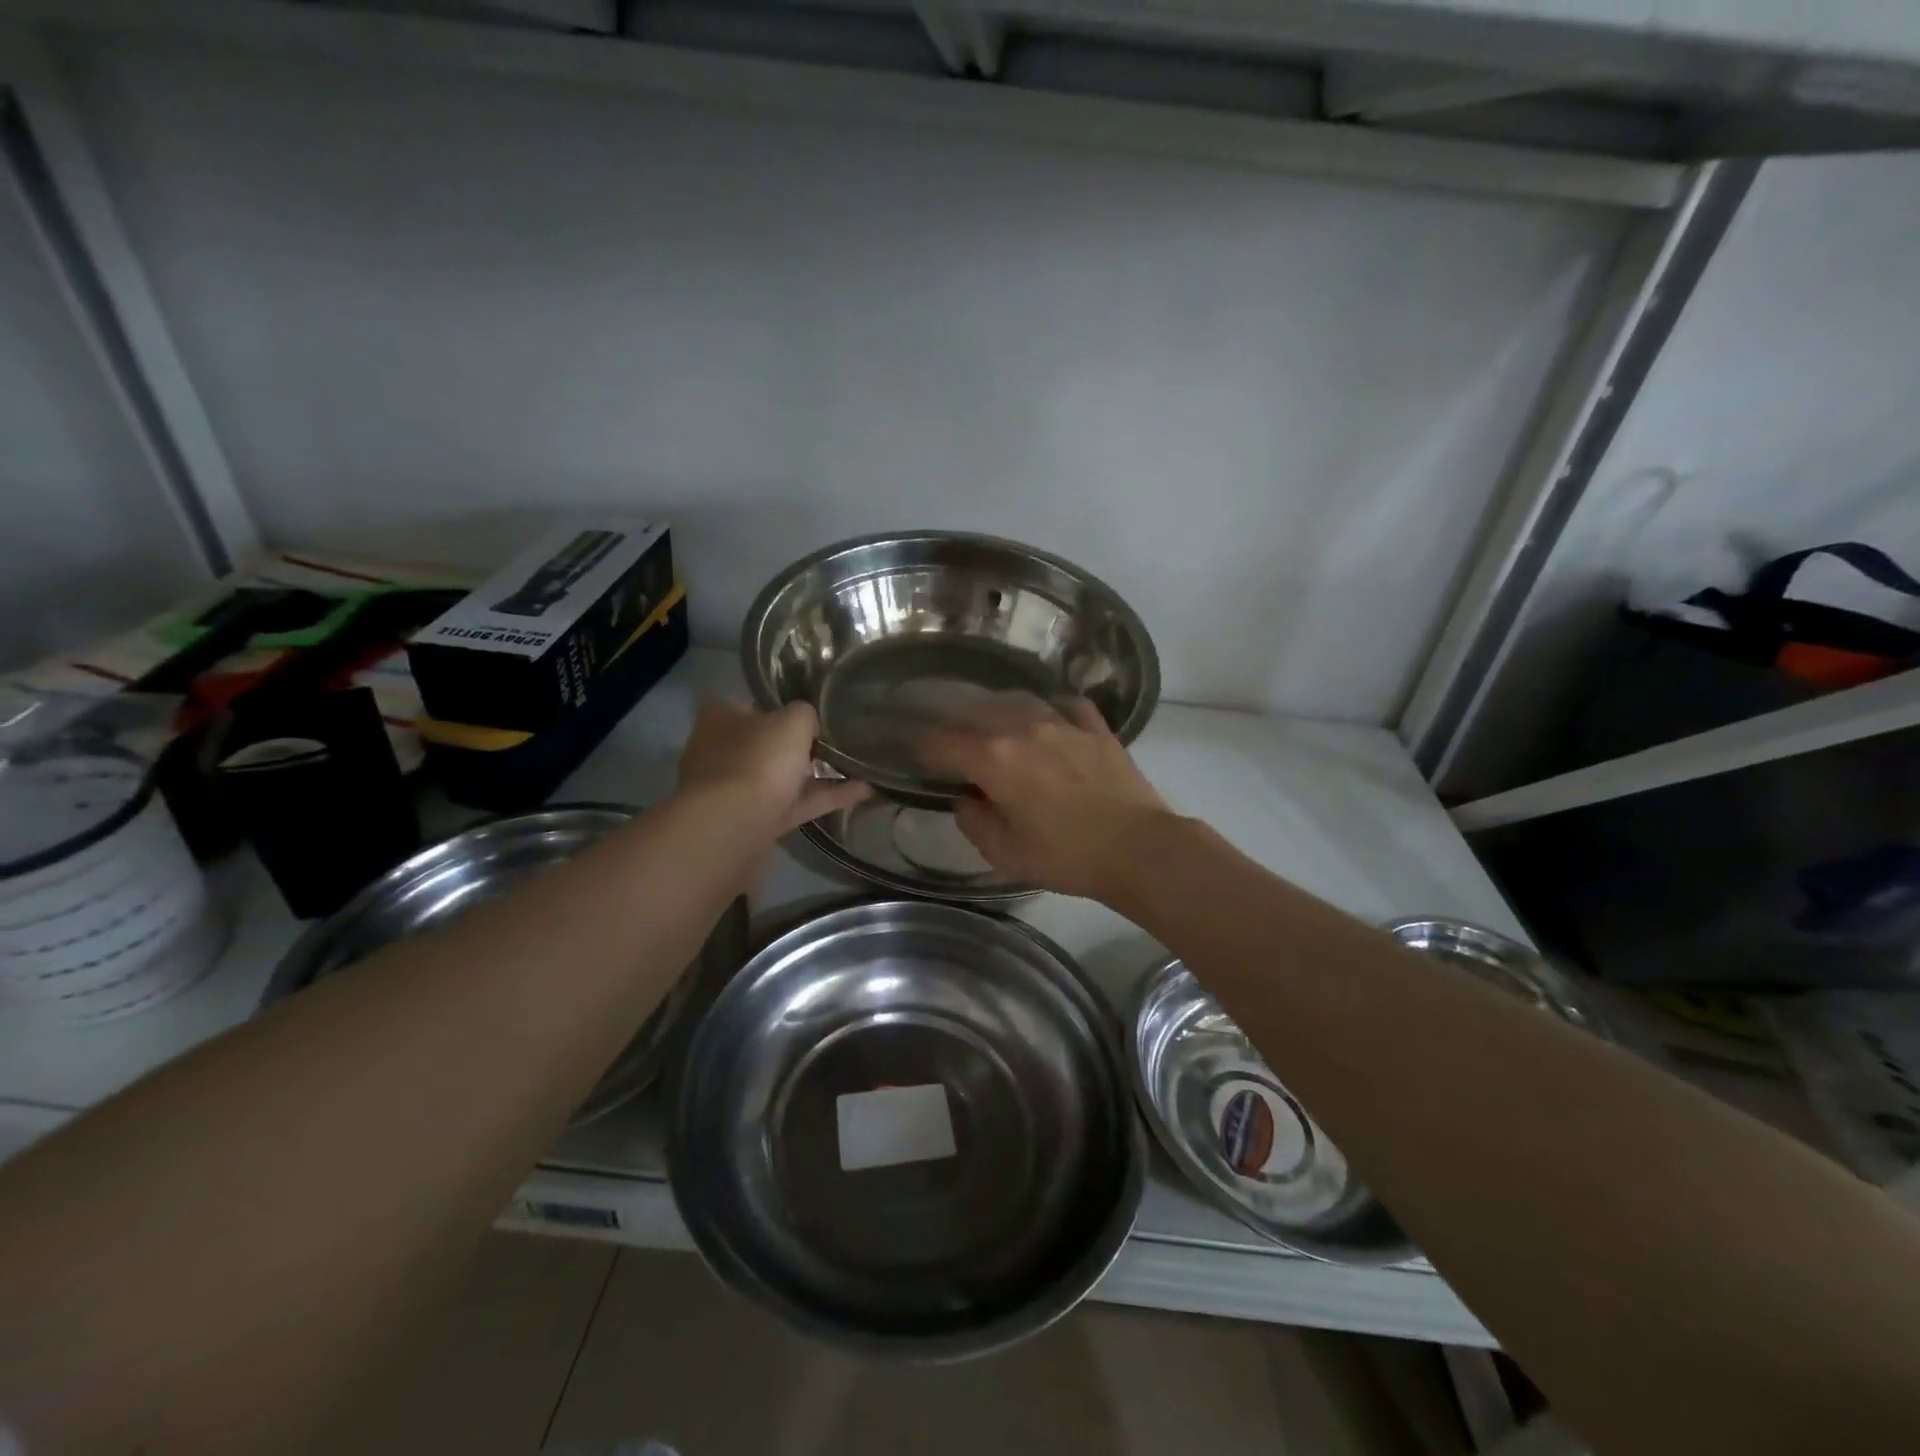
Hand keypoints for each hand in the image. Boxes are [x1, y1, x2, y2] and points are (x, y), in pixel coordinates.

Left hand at [676, 700, 870, 833]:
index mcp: (723, 718)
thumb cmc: (759, 760)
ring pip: (784, 778)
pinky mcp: (755, 822)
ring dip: (821, 775)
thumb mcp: (793, 722)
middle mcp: (724, 751)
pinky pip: (796, 804)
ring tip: (862, 768)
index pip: (756, 707)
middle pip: (770, 745)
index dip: (787, 710)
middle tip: (842, 743)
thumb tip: (809, 724)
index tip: (818, 717)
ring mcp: (736, 790)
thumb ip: (805, 715)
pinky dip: (826, 798)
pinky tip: (864, 792)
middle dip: (803, 747)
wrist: (732, 826)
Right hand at [917, 695, 1173, 900]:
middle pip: (978, 713)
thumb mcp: (1005, 853)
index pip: (944, 743)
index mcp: (995, 759)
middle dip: (957, 726)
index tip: (918, 756)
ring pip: (1019, 701)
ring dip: (998, 711)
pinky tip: (1048, 718)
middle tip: (952, 743)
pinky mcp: (1095, 728)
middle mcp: (1023, 728)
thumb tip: (966, 799)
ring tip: (994, 725)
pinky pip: (1065, 704)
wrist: (1138, 849)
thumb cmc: (1066, 856)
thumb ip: (974, 821)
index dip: (924, 748)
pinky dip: (1049, 708)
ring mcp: (1063, 723)